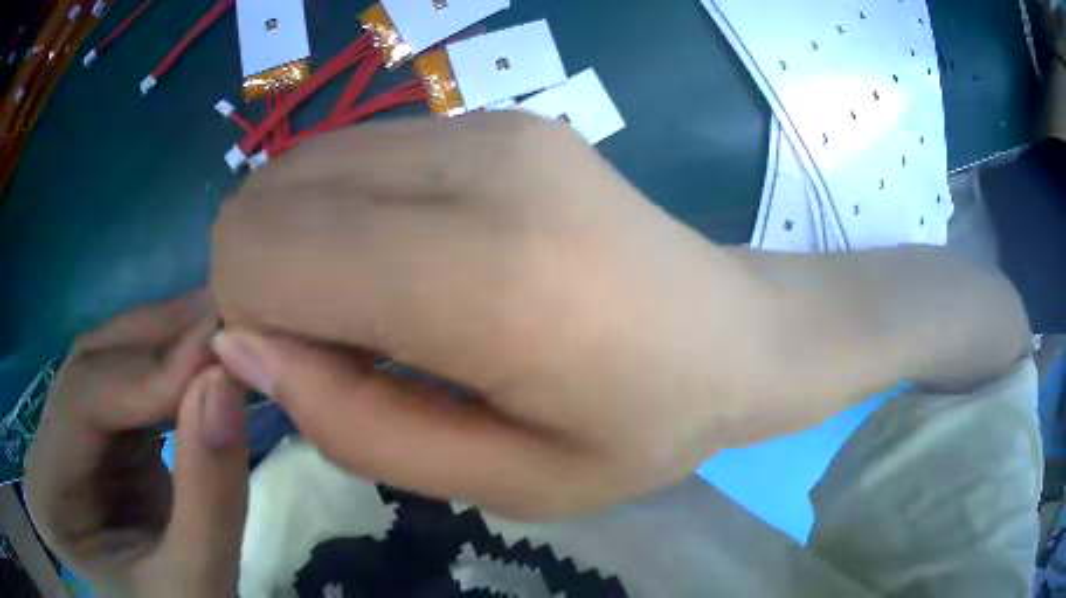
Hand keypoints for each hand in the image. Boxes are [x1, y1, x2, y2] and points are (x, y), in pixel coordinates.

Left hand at [24, 292, 247, 595]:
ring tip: (218, 337)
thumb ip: (209, 494)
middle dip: (158, 345)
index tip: (221, 353)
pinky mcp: (92, 450)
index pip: (81, 399)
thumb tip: (224, 381)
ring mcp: (63, 445)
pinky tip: (199, 373)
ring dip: (163, 353)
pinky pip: (124, 398)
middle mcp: (42, 453)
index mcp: (46, 495)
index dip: (150, 373)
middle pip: (88, 368)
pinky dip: (165, 382)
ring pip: (106, 371)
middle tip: (223, 321)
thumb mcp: (196, 586)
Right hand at [210, 114, 777, 518]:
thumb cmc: (644, 429)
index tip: (301, 371)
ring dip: (298, 242)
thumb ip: (353, 424)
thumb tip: (242, 343)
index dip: (244, 317)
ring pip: (301, 166)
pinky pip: (353, 154)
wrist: (736, 333)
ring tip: (371, 310)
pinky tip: (403, 262)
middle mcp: (474, 165)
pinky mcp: (496, 117)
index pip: (260, 251)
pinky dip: (339, 213)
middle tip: (332, 346)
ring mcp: (486, 125)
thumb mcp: (505, 482)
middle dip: (261, 278)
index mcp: (484, 275)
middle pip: (266, 196)